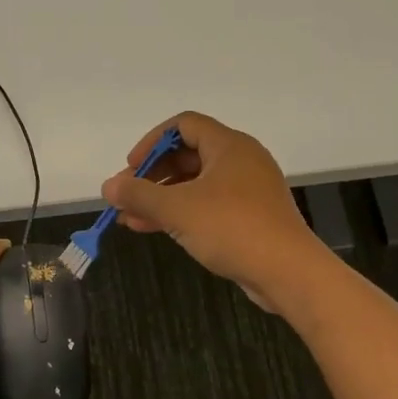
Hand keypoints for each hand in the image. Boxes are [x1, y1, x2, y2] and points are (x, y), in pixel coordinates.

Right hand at [101, 112, 325, 311]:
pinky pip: (209, 205)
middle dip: (153, 175)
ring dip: (163, 198)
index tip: (131, 168)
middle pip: (188, 154)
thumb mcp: (177, 209)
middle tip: (128, 195)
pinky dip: (182, 213)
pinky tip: (157, 230)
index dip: (152, 142)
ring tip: (131, 218)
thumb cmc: (232, 228)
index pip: (183, 125)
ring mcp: (249, 190)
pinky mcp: (252, 216)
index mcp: (229, 145)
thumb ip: (139, 194)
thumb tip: (108, 186)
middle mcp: (241, 160)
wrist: (289, 273)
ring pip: (196, 183)